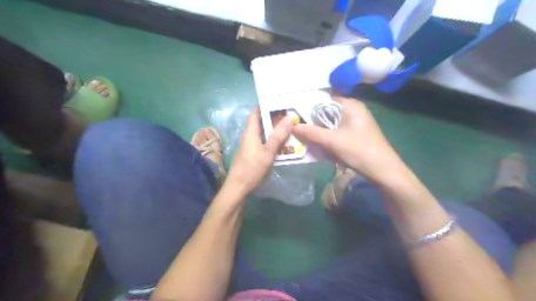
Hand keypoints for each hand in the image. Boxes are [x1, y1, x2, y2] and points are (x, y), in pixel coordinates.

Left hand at [224, 107, 291, 195]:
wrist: (238, 188)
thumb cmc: (252, 168)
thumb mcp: (268, 152)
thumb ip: (278, 136)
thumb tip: (289, 118)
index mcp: (250, 132)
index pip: (255, 112)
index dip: (265, 105)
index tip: (279, 102)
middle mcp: (247, 136)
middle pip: (259, 122)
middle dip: (273, 118)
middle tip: (288, 115)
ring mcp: (248, 146)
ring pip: (261, 133)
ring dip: (272, 130)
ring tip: (287, 128)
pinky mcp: (250, 154)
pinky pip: (261, 142)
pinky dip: (270, 140)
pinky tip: (280, 144)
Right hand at [296, 96, 404, 183]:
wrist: (383, 171)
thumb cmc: (359, 150)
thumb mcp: (332, 141)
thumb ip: (312, 133)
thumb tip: (294, 126)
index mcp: (351, 105)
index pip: (326, 99)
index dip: (310, 106)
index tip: (296, 114)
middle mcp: (354, 110)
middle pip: (328, 112)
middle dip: (314, 120)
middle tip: (298, 127)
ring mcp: (356, 123)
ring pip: (332, 123)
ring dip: (320, 130)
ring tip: (305, 135)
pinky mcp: (356, 134)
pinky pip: (338, 131)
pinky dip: (329, 136)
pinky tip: (319, 143)